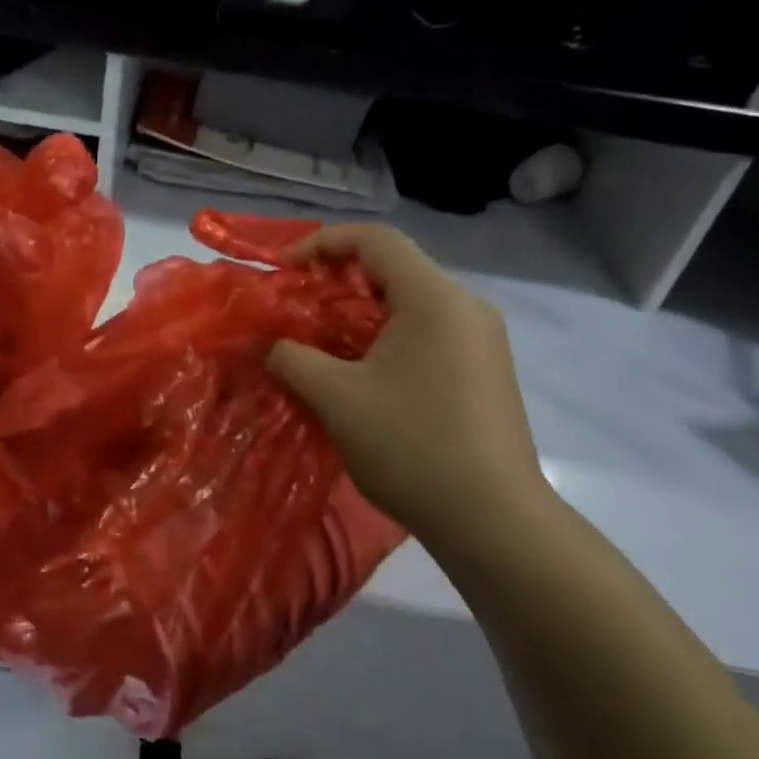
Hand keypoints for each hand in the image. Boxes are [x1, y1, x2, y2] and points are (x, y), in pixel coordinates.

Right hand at [267, 225, 553, 546]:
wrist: (492, 519)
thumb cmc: (411, 445)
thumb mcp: (336, 398)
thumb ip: (292, 358)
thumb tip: (266, 343)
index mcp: (434, 297)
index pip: (375, 239)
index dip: (322, 243)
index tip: (284, 271)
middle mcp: (466, 306)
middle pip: (396, 268)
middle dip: (339, 281)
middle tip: (299, 309)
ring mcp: (483, 340)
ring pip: (413, 303)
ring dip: (363, 313)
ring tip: (324, 344)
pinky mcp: (487, 371)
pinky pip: (431, 333)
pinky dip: (390, 337)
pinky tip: (366, 374)